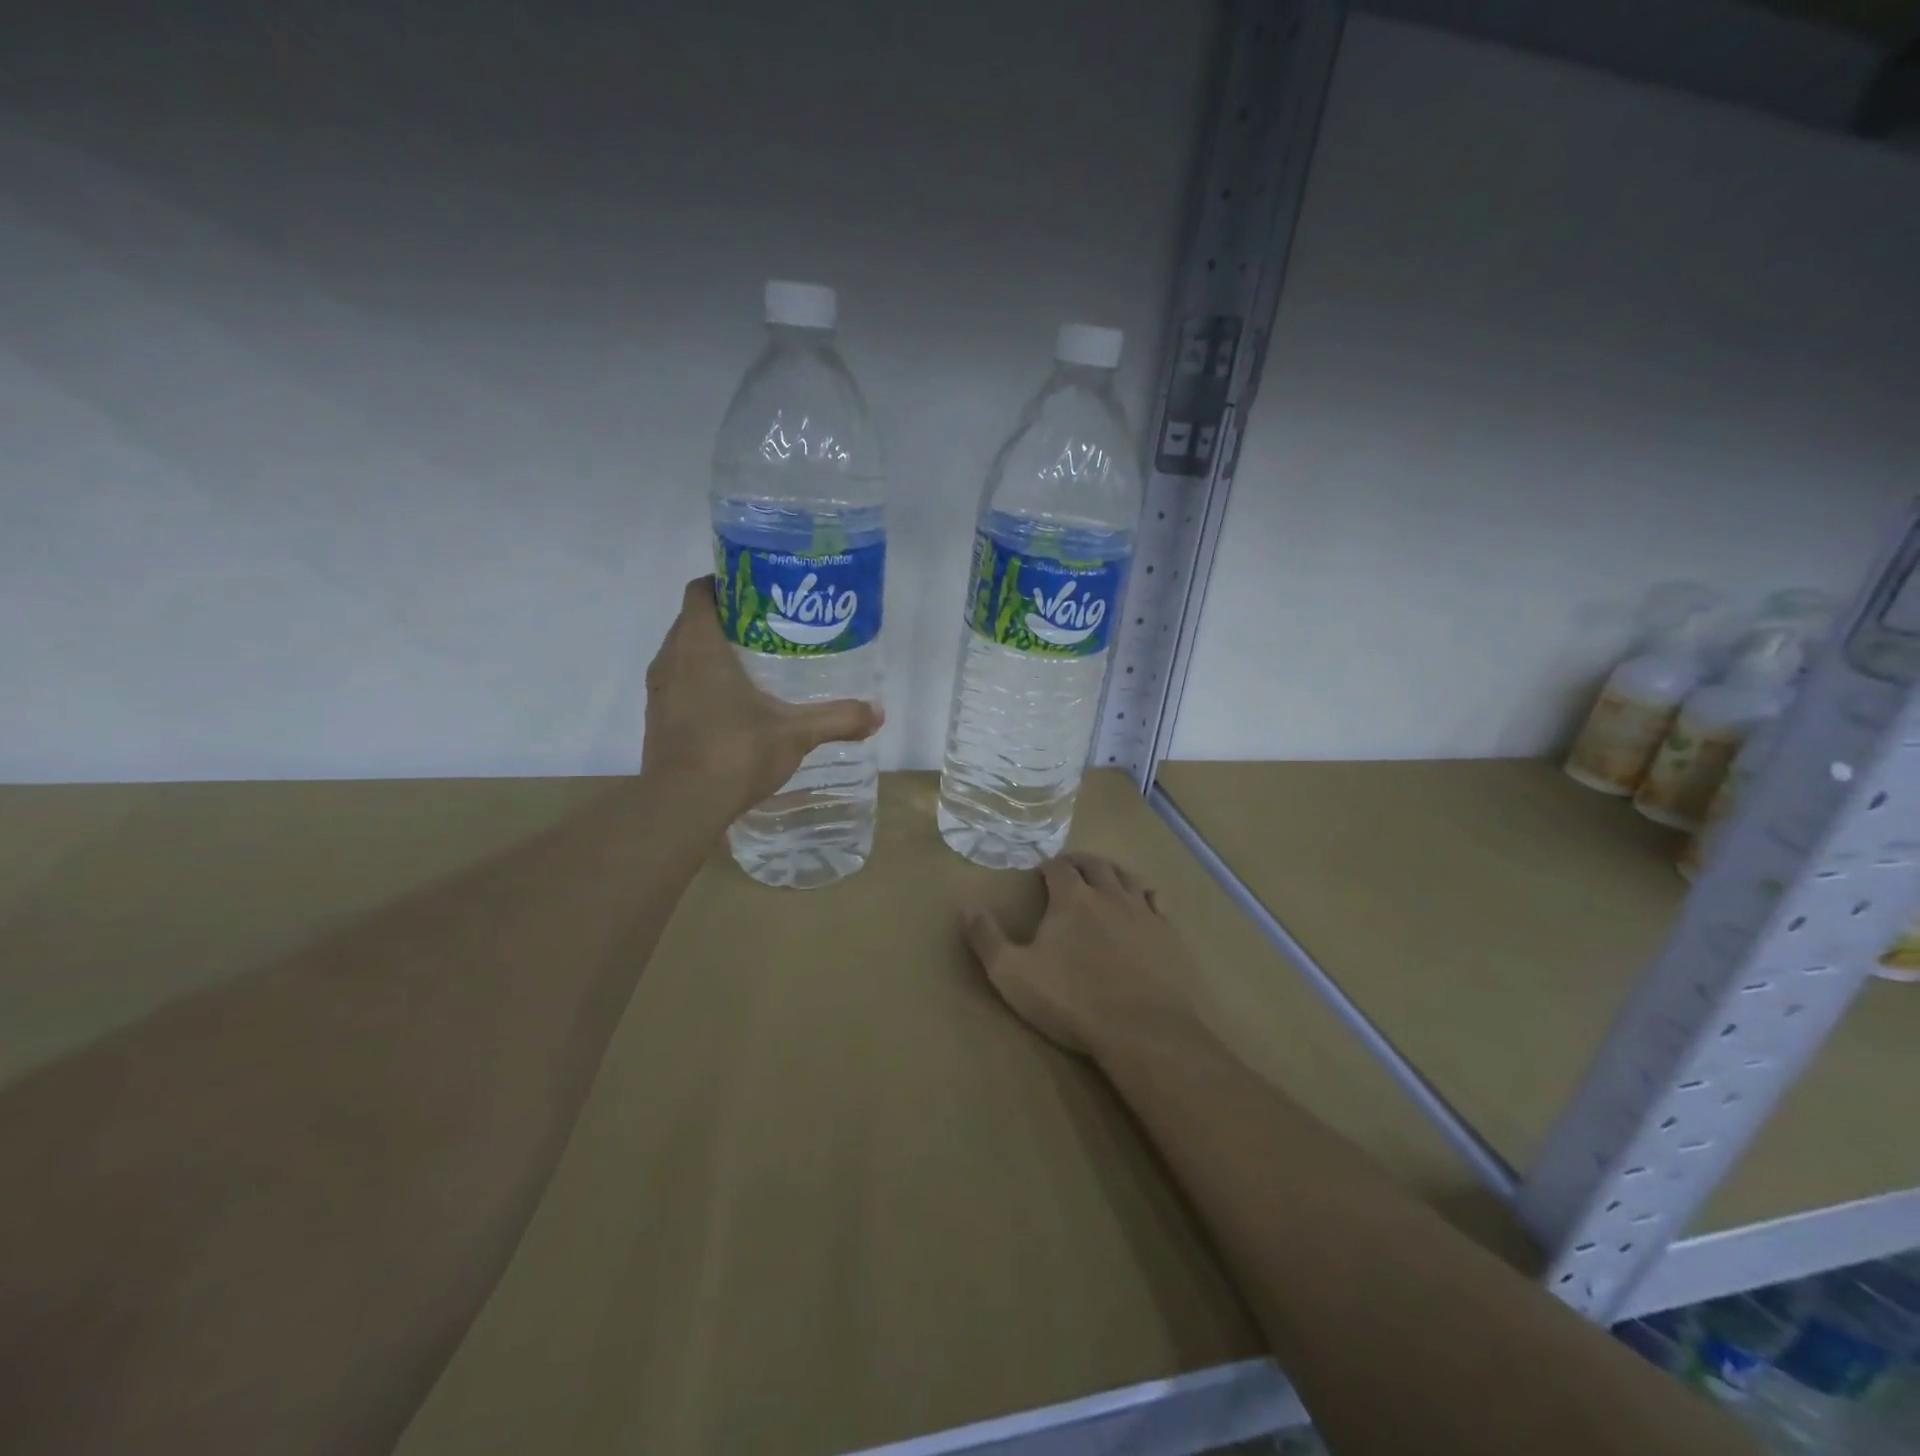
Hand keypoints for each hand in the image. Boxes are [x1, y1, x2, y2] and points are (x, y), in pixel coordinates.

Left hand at [642, 576, 883, 823]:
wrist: (681, 806)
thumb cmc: (735, 752)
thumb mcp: (796, 733)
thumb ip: (837, 718)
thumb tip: (878, 713)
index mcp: (699, 646)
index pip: (702, 591)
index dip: (728, 583)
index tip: (762, 591)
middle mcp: (671, 659)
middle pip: (695, 619)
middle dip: (730, 617)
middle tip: (772, 626)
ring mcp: (660, 690)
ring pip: (685, 652)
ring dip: (714, 650)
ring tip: (757, 662)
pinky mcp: (658, 717)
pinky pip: (680, 681)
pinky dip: (703, 679)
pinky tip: (735, 702)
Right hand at [959, 853, 1197, 1056]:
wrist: (1143, 1031)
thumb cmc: (1072, 1000)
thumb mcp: (1012, 974)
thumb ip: (987, 938)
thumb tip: (966, 906)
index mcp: (1072, 899)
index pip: (1059, 868)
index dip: (1048, 865)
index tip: (1041, 870)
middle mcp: (1110, 896)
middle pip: (1095, 865)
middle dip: (1079, 862)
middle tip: (1070, 866)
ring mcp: (1144, 914)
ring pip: (1128, 878)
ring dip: (1112, 871)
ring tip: (1105, 875)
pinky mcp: (1169, 935)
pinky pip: (1157, 902)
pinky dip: (1145, 894)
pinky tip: (1144, 902)